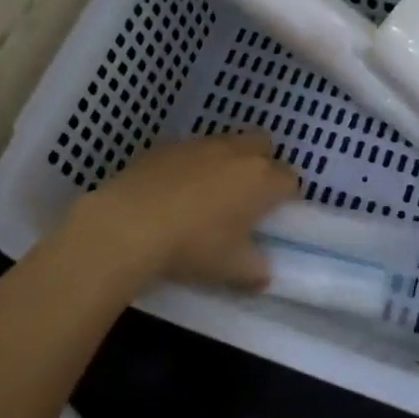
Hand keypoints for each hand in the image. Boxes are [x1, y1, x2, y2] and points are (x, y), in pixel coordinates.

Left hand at [57, 131, 298, 296]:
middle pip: (264, 145)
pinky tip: (174, 190)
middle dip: (261, 164)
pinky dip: (191, 165)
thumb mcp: (230, 269)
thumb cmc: (192, 246)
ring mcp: (200, 144)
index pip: (290, 179)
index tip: (273, 217)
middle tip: (247, 196)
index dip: (286, 197)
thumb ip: (255, 270)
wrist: (128, 224)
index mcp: (261, 180)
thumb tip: (263, 274)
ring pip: (227, 143)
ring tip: (208, 194)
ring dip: (226, 162)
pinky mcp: (167, 145)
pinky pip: (191, 150)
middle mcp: (236, 153)